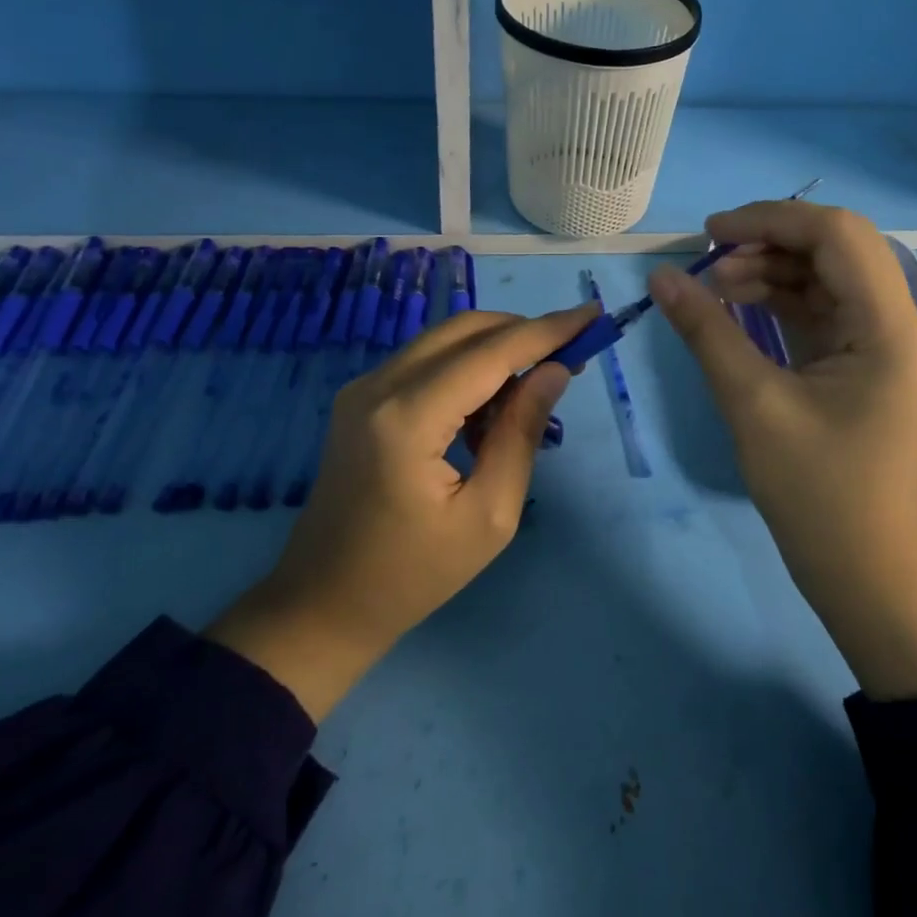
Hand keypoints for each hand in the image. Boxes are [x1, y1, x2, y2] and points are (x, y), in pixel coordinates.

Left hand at [207, 302, 597, 719]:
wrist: (323, 602)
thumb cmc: (414, 574)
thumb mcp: (489, 515)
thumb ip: (521, 433)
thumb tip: (555, 370)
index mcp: (408, 419)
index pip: (491, 352)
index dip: (547, 330)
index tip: (593, 314)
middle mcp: (379, 386)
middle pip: (465, 330)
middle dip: (524, 332)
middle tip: (571, 355)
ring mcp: (363, 388)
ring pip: (444, 340)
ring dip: (496, 350)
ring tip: (536, 389)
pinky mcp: (360, 399)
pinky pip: (425, 362)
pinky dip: (466, 368)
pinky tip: (489, 409)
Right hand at [649, 202, 916, 698]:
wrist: (866, 576)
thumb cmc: (817, 495)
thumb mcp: (753, 405)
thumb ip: (707, 332)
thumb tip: (661, 276)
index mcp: (887, 327)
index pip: (836, 235)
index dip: (770, 219)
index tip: (709, 233)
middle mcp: (894, 324)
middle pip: (836, 249)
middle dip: (770, 241)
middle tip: (709, 257)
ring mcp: (879, 347)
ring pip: (826, 279)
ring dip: (772, 271)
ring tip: (714, 285)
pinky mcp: (859, 368)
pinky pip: (820, 314)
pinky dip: (779, 303)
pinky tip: (737, 307)